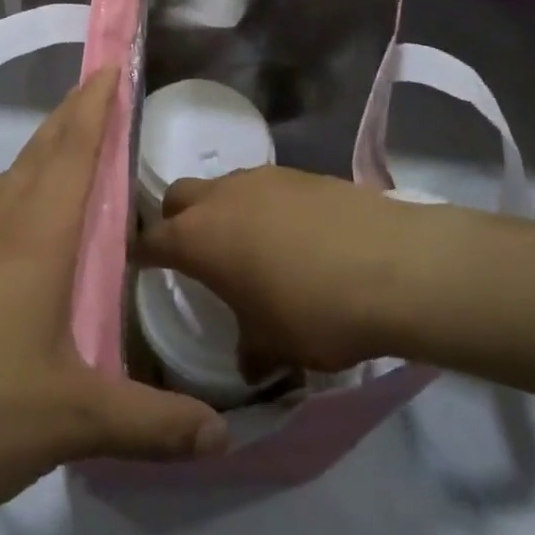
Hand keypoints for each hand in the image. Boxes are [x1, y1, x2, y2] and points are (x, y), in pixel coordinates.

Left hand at [0, 72, 226, 534]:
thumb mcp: (74, 420)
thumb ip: (152, 423)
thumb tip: (222, 436)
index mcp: (34, 241)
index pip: (72, 155)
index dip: (94, 108)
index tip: (109, 66)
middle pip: (36, 157)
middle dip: (67, 118)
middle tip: (92, 91)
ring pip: (2, 186)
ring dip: (34, 158)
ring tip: (58, 155)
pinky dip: (8, 203)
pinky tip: (11, 240)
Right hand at [137, 167, 435, 374]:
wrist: (395, 268)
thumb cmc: (314, 312)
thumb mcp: (274, 346)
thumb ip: (249, 350)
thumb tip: (248, 361)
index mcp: (197, 237)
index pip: (150, 240)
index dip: (141, 254)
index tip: (139, 266)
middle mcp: (220, 197)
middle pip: (179, 196)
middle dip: (177, 221)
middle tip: (196, 255)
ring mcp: (262, 178)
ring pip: (223, 188)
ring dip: (225, 212)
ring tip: (251, 248)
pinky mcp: (301, 173)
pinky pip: (265, 188)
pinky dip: (265, 208)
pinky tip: (294, 238)